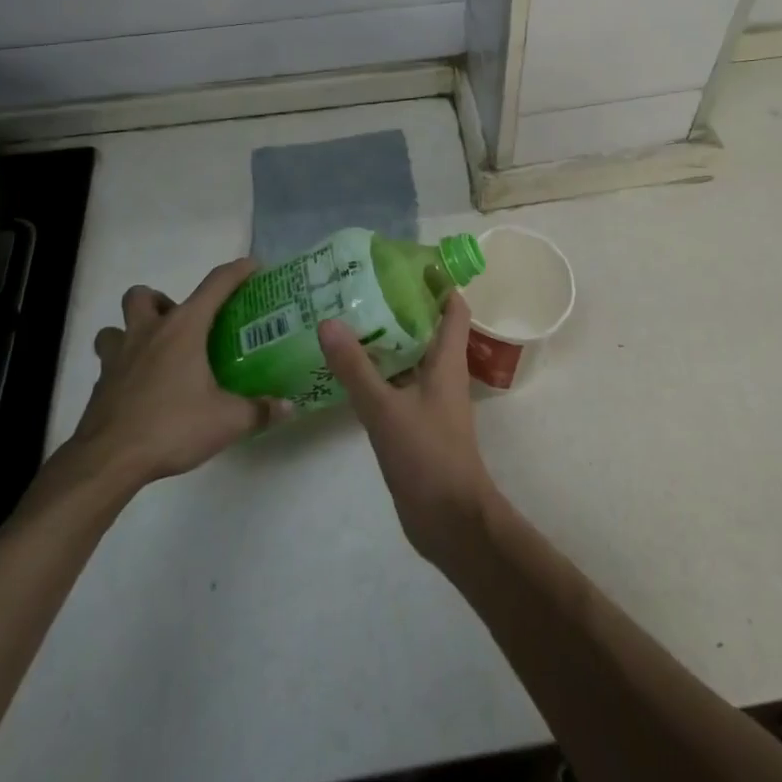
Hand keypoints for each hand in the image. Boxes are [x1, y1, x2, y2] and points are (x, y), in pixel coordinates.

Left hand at [33, 259, 290, 522]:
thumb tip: (288, 407)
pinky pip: (108, 363)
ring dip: (133, 331)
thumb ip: (259, 411)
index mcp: (182, 330)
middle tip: (183, 326)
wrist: (108, 461)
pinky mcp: (100, 385)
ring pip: (115, 327)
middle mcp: (147, 333)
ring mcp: (118, 358)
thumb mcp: (227, 421)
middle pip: (143, 295)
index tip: (253, 266)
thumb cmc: (171, 427)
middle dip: (162, 302)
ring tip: (155, 353)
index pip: (214, 285)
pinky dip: (124, 368)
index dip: (236, 271)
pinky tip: (142, 390)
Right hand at [320, 293, 498, 567]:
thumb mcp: (385, 409)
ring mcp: (430, 399)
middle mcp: (442, 373)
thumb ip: (355, 367)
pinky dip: (378, 371)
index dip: (437, 281)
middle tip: (360, 286)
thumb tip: (328, 320)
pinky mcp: (417, 422)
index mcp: (447, 361)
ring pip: (409, 356)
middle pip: (427, 327)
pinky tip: (346, 370)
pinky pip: (398, 384)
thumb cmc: (427, 456)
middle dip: (399, 305)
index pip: (452, 307)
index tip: (405, 261)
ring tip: (347, 319)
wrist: (449, 520)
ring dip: (386, 339)